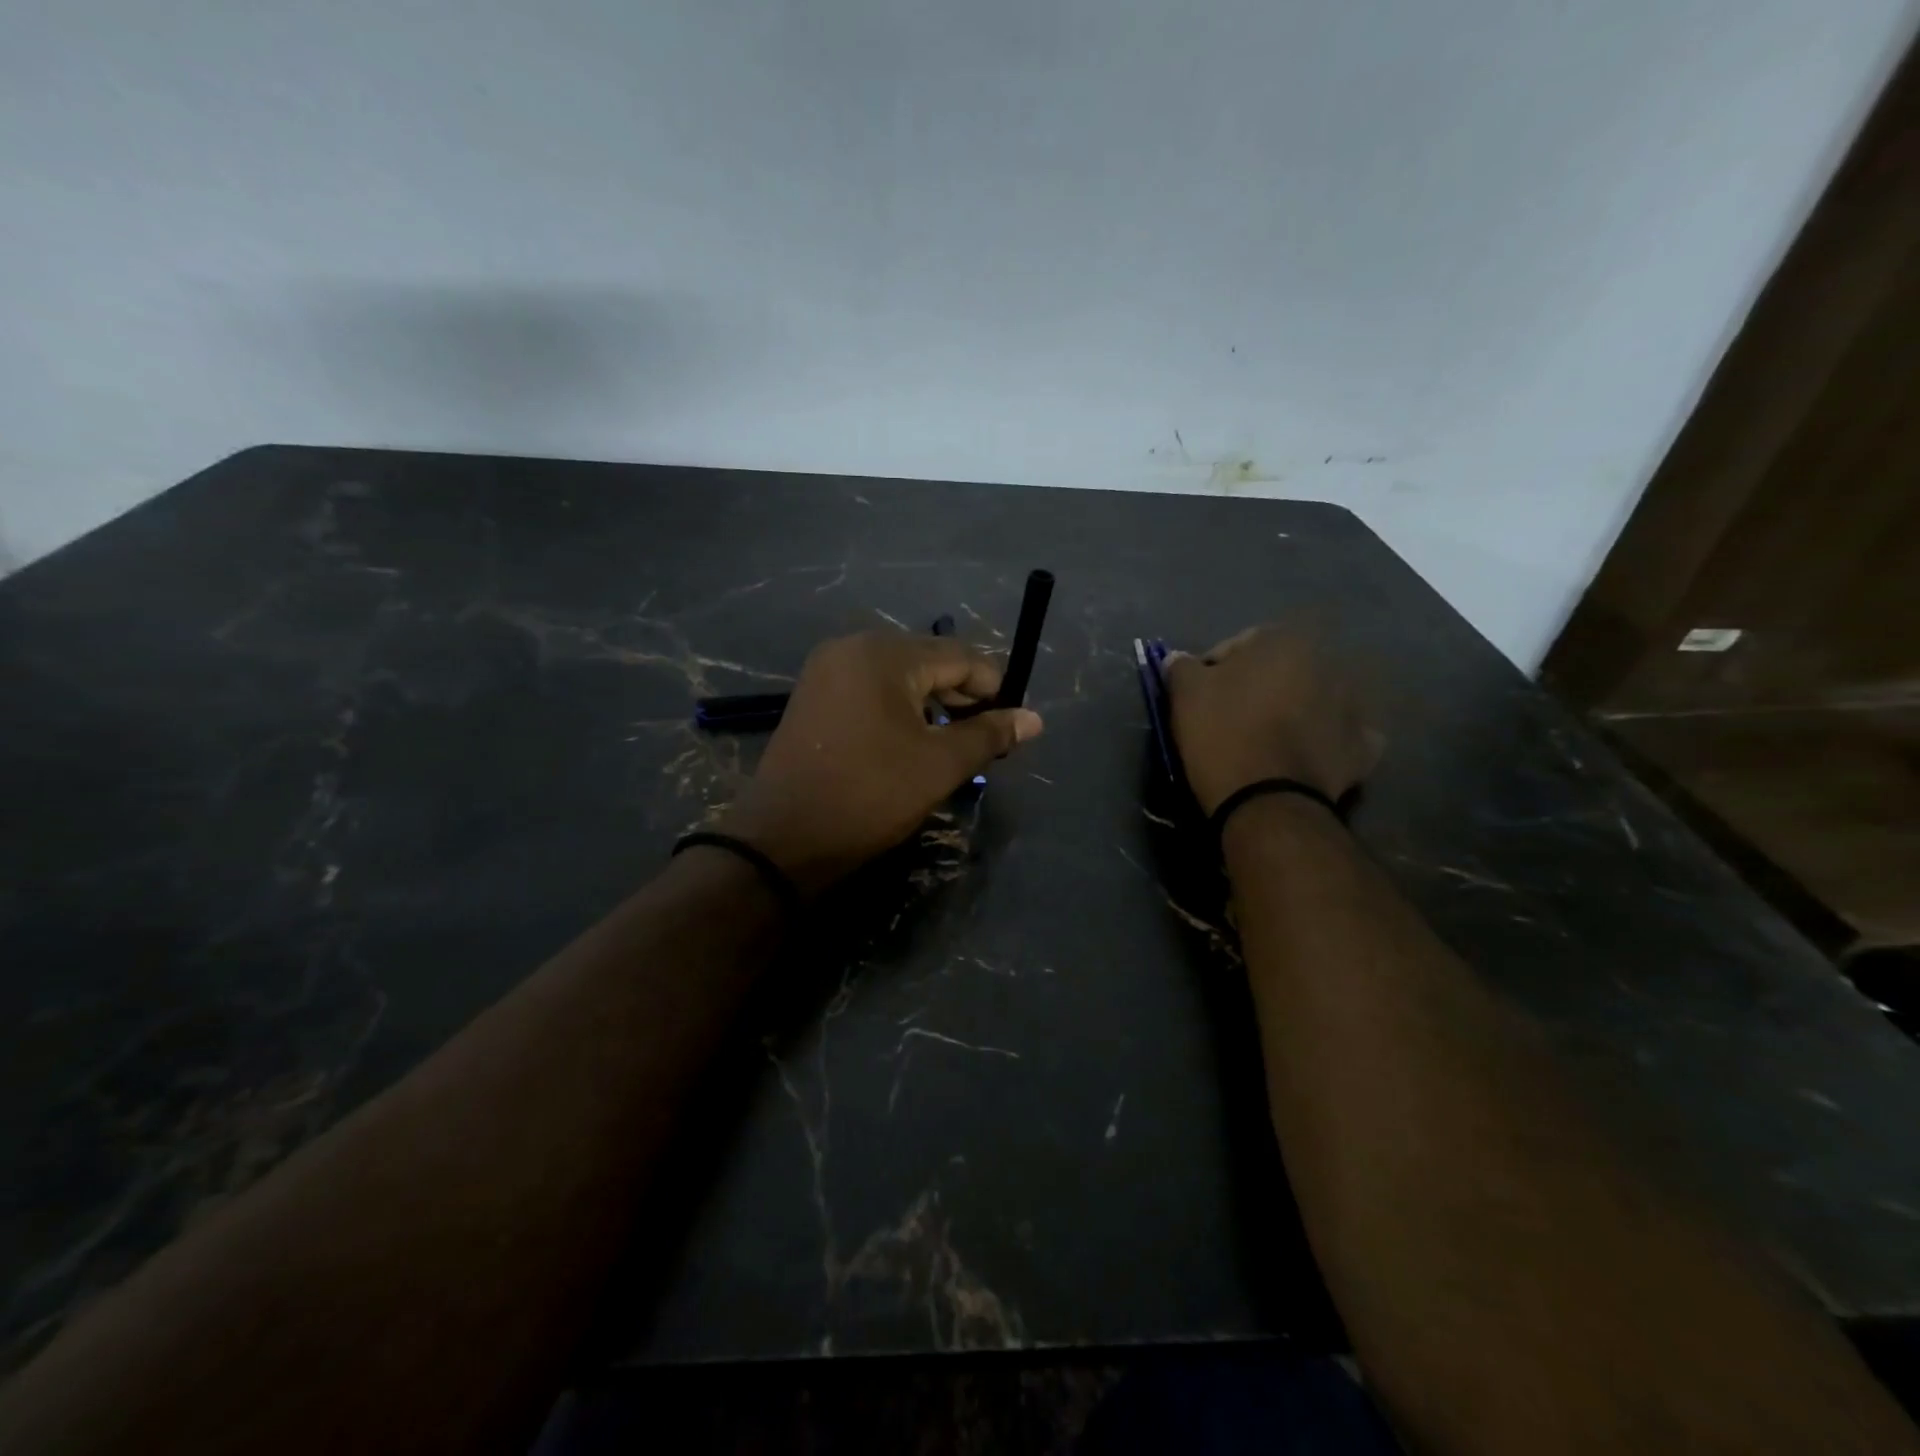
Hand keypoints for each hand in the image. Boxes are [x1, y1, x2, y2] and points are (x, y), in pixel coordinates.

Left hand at [717, 630, 1044, 893]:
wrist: (784, 838)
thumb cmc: (870, 795)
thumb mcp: (939, 765)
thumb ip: (989, 735)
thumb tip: (1034, 719)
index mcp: (885, 654)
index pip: (960, 656)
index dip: (993, 688)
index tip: (1011, 724)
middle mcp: (853, 646)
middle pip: (929, 659)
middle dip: (962, 696)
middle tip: (983, 737)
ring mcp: (827, 669)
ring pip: (900, 675)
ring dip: (932, 703)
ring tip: (950, 742)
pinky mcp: (814, 694)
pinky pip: (871, 688)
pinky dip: (899, 707)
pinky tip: (909, 740)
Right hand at [1166, 625, 1379, 814]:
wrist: (1268, 801)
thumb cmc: (1223, 735)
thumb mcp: (1185, 694)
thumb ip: (1182, 667)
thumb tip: (1180, 659)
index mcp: (1284, 641)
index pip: (1238, 645)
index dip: (1213, 670)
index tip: (1199, 697)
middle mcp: (1327, 663)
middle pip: (1280, 670)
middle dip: (1259, 687)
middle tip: (1232, 717)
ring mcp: (1352, 706)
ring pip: (1313, 699)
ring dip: (1294, 709)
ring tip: (1266, 739)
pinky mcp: (1364, 746)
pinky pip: (1342, 735)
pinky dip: (1326, 741)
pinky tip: (1305, 755)